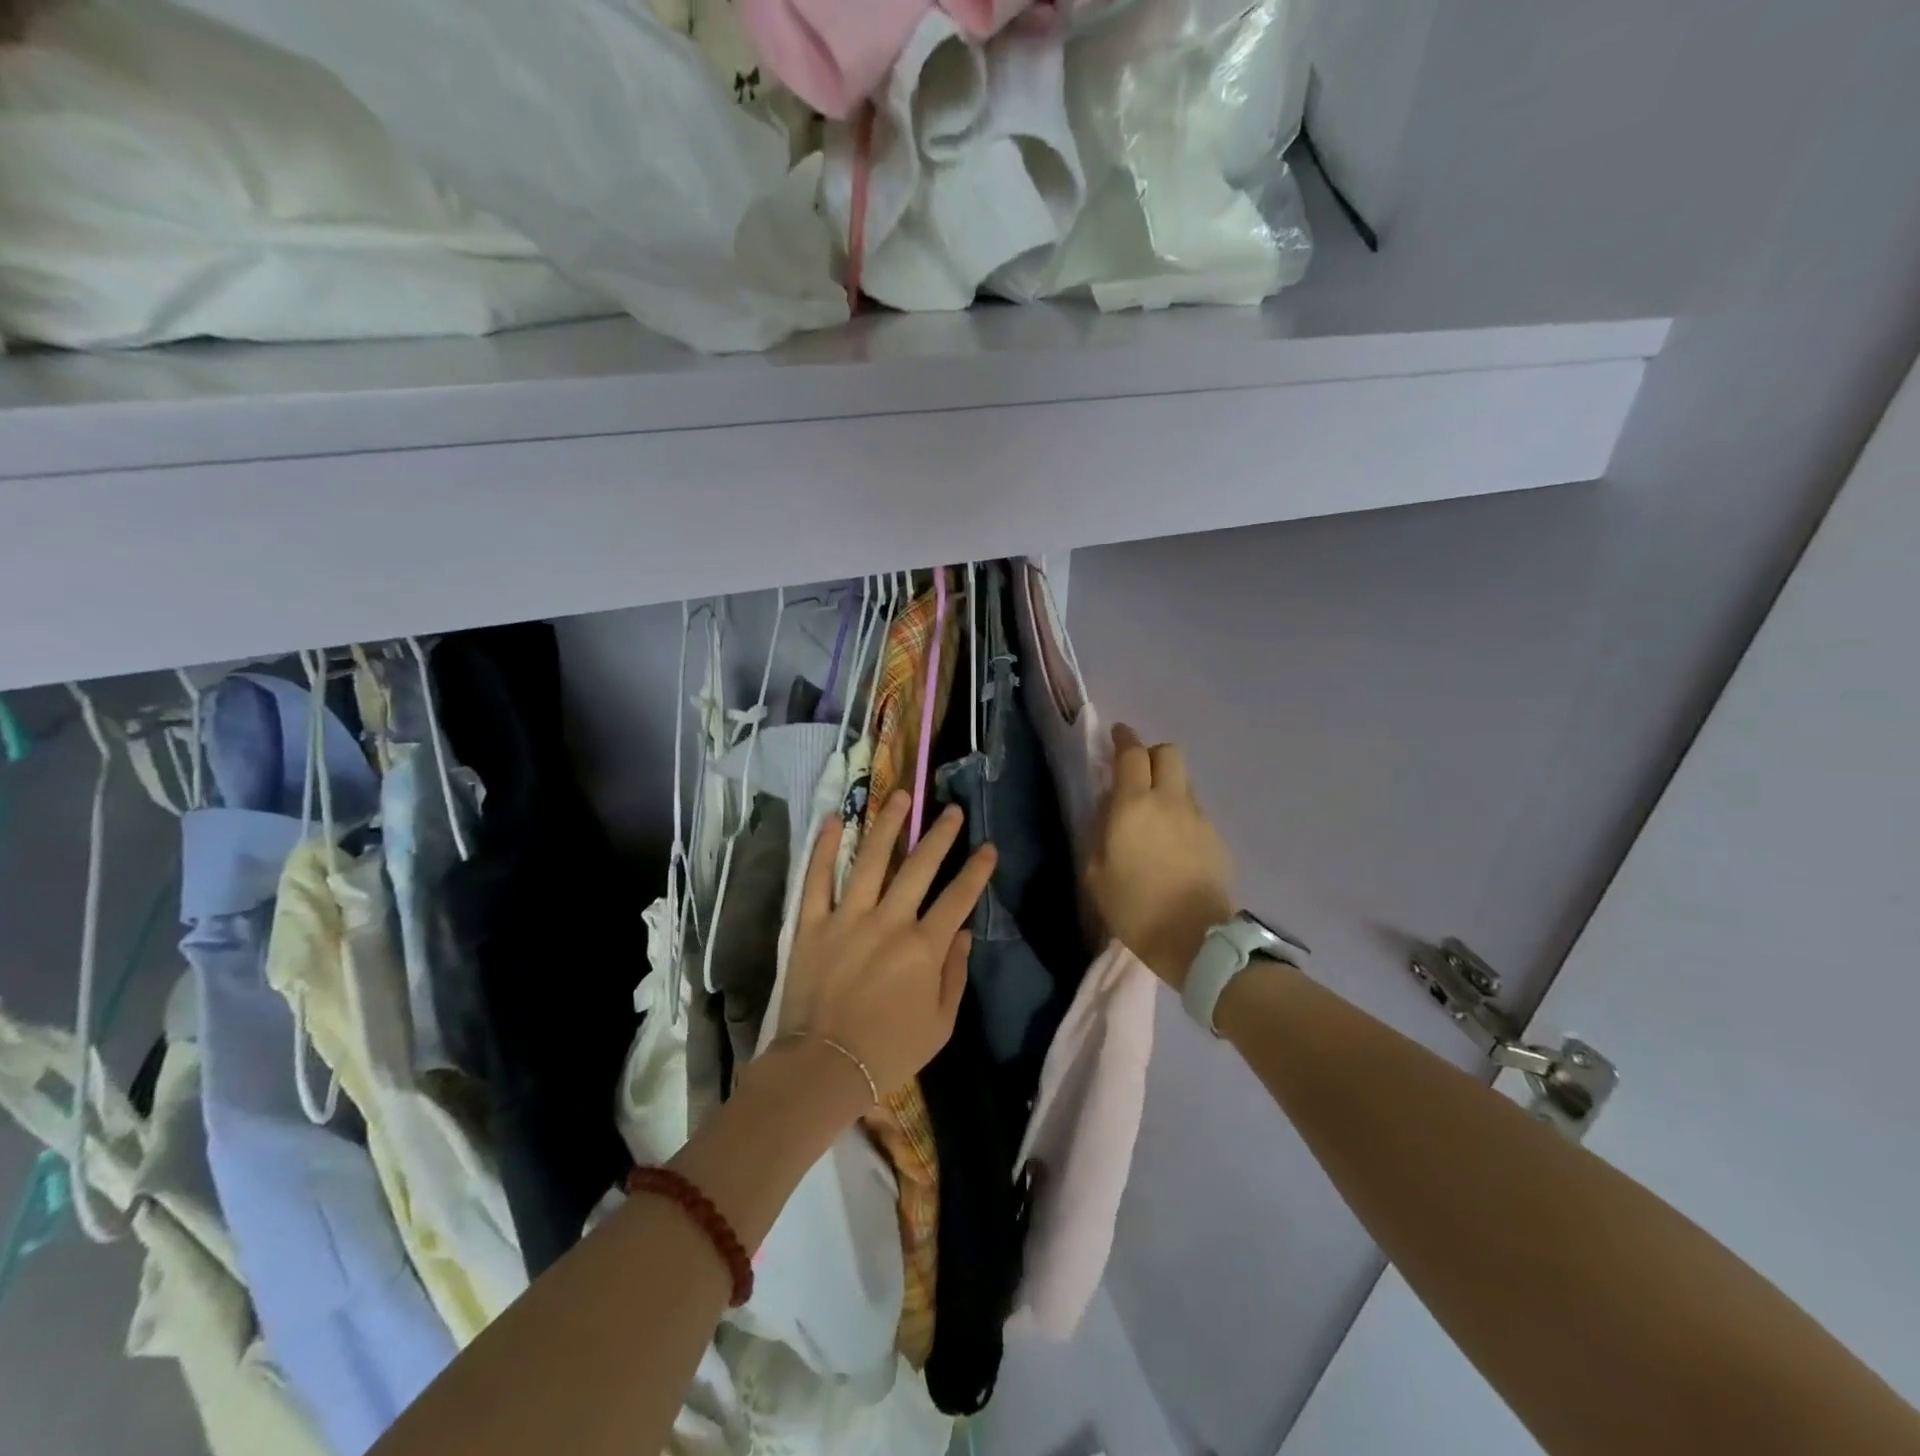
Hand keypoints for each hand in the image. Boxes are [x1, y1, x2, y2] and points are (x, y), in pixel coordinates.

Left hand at [776, 791, 996, 1106]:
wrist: (824, 1067)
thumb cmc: (889, 1051)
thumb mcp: (941, 1024)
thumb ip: (955, 974)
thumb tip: (963, 932)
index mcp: (924, 947)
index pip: (958, 898)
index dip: (977, 870)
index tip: (988, 847)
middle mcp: (889, 921)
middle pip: (919, 867)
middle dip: (940, 835)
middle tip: (952, 810)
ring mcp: (848, 917)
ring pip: (870, 859)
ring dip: (887, 825)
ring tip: (900, 796)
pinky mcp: (812, 923)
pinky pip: (817, 878)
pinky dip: (822, 848)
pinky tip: (832, 820)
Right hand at [1087, 724, 1235, 989]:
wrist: (1195, 939)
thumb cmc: (1134, 908)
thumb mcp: (1096, 873)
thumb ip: (1099, 832)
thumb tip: (1109, 810)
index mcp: (1133, 805)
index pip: (1131, 754)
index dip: (1123, 739)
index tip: (1117, 735)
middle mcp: (1169, 801)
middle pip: (1168, 753)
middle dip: (1151, 753)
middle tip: (1136, 772)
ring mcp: (1198, 818)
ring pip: (1183, 781)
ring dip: (1167, 785)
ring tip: (1154, 814)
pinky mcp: (1216, 838)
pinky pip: (1195, 811)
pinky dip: (1181, 814)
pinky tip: (1173, 843)